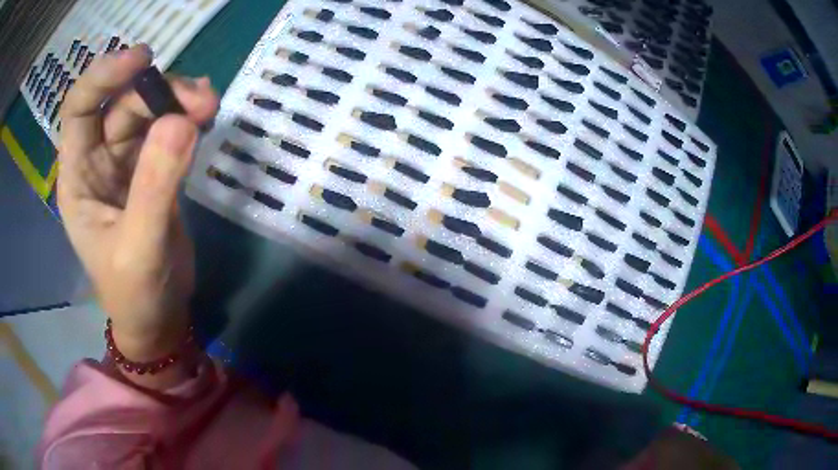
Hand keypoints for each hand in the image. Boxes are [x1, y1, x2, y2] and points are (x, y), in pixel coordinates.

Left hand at [57, 45, 217, 372]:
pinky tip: (204, 113)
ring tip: (209, 106)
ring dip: (178, 99)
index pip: (79, 108)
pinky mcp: (150, 166)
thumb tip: (181, 121)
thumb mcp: (140, 250)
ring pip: (147, 109)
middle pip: (121, 102)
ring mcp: (124, 160)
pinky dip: (186, 114)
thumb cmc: (136, 294)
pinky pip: (166, 126)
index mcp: (78, 177)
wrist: (158, 316)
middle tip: (201, 100)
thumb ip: (155, 188)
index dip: (103, 76)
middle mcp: (96, 159)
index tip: (142, 59)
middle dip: (158, 91)